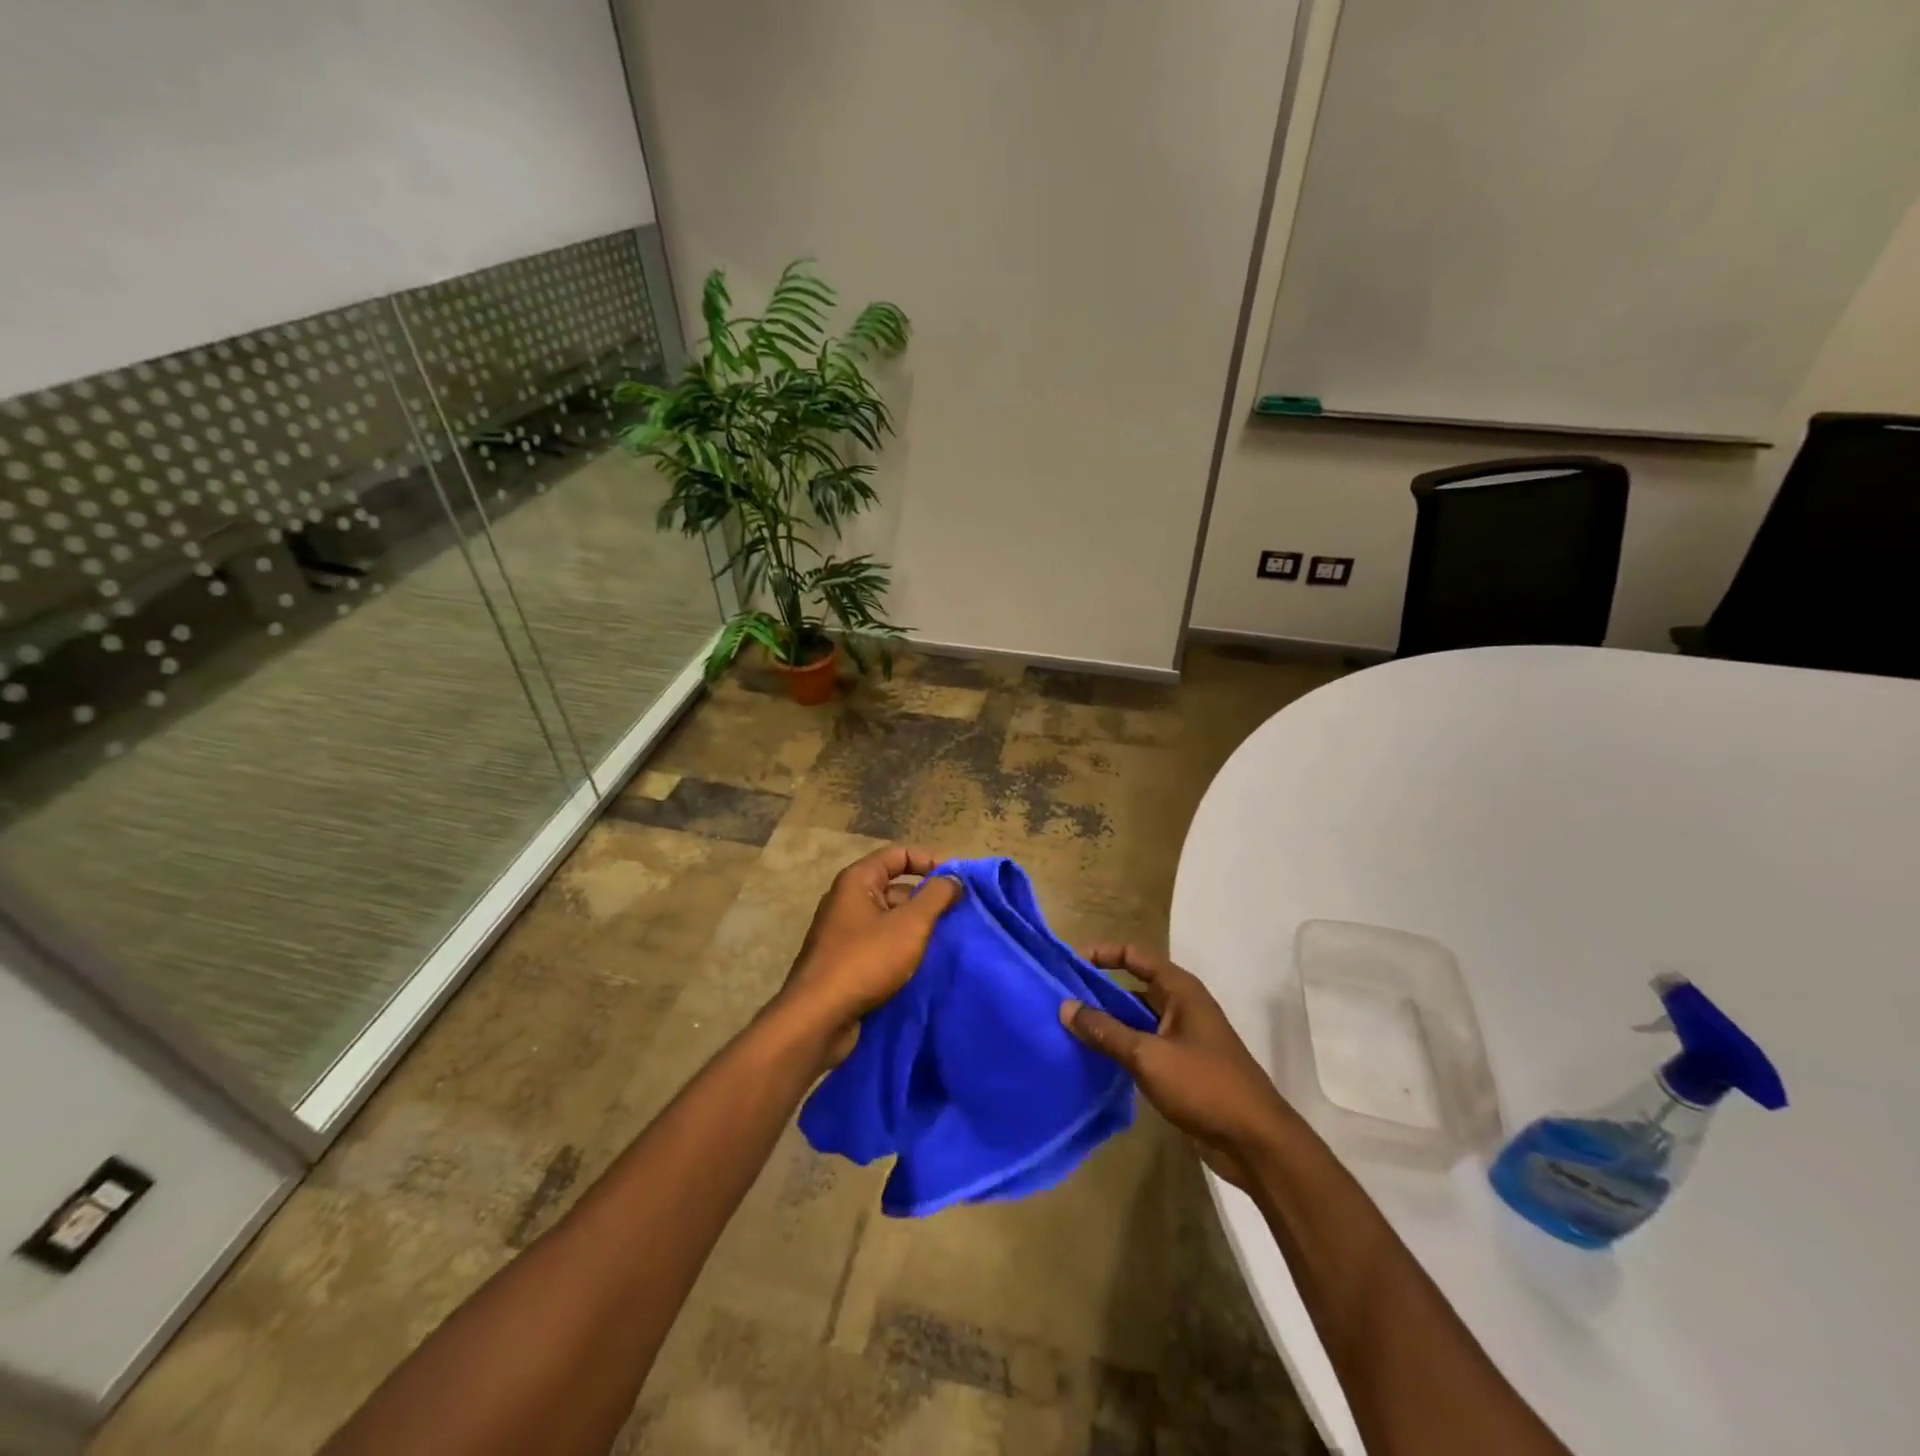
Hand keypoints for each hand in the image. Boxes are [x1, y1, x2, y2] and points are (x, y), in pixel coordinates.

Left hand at [775, 846, 962, 1066]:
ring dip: (917, 926)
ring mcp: (844, 932)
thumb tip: (954, 878)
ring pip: (889, 918)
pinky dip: (902, 947)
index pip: (898, 855)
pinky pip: (880, 943)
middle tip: (958, 915)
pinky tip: (923, 962)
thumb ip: (936, 896)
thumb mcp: (910, 924)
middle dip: (927, 898)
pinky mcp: (845, 960)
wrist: (819, 1018)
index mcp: (857, 881)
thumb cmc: (866, 960)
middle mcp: (847, 900)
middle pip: (895, 887)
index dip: (929, 861)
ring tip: (946, 940)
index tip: (957, 882)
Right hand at [1061, 944, 1297, 1189]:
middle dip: (1098, 990)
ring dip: (1107, 1022)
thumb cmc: (1204, 1086)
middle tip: (1060, 998)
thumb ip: (1105, 1031)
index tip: (1069, 962)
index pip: (1135, 955)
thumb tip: (1065, 1007)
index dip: (1103, 953)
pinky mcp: (1181, 1068)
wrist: (1255, 1143)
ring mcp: (1183, 1038)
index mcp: (1180, 990)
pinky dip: (1120, 1047)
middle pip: (1133, 987)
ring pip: (1136, 1019)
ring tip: (1068, 1028)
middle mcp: (1182, 1006)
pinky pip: (1143, 1046)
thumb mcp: (1148, 1055)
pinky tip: (1093, 1059)